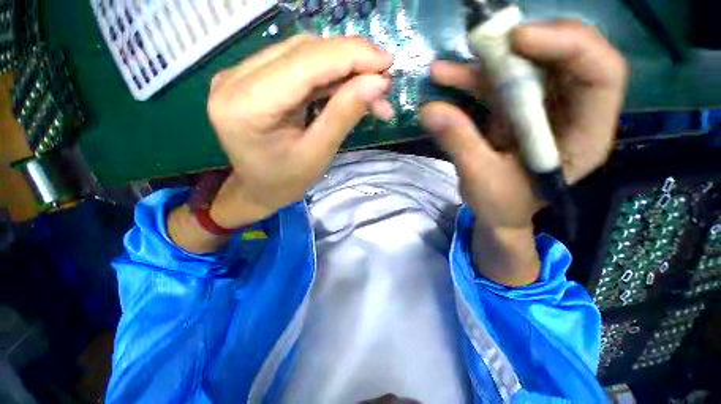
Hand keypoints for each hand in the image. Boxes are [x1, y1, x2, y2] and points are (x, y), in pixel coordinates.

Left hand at [169, 35, 393, 253]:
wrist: (257, 189)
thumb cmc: (285, 182)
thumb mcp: (318, 155)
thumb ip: (344, 115)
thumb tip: (377, 83)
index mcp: (247, 105)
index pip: (305, 62)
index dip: (350, 57)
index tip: (387, 63)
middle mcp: (235, 79)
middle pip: (304, 52)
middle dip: (351, 63)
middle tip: (383, 84)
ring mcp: (240, 74)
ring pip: (303, 54)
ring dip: (343, 69)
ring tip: (371, 91)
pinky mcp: (251, 77)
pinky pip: (297, 65)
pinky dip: (329, 75)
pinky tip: (348, 89)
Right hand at [420, 21, 627, 284]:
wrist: (497, 214)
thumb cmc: (500, 206)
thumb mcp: (481, 179)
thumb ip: (459, 143)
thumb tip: (429, 111)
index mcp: (584, 137)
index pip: (601, 75)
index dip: (568, 46)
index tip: (518, 39)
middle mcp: (572, 113)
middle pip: (567, 57)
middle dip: (526, 43)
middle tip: (484, 43)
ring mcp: (542, 108)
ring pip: (527, 65)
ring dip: (487, 61)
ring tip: (446, 69)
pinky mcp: (516, 111)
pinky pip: (498, 84)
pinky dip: (471, 79)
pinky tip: (444, 79)